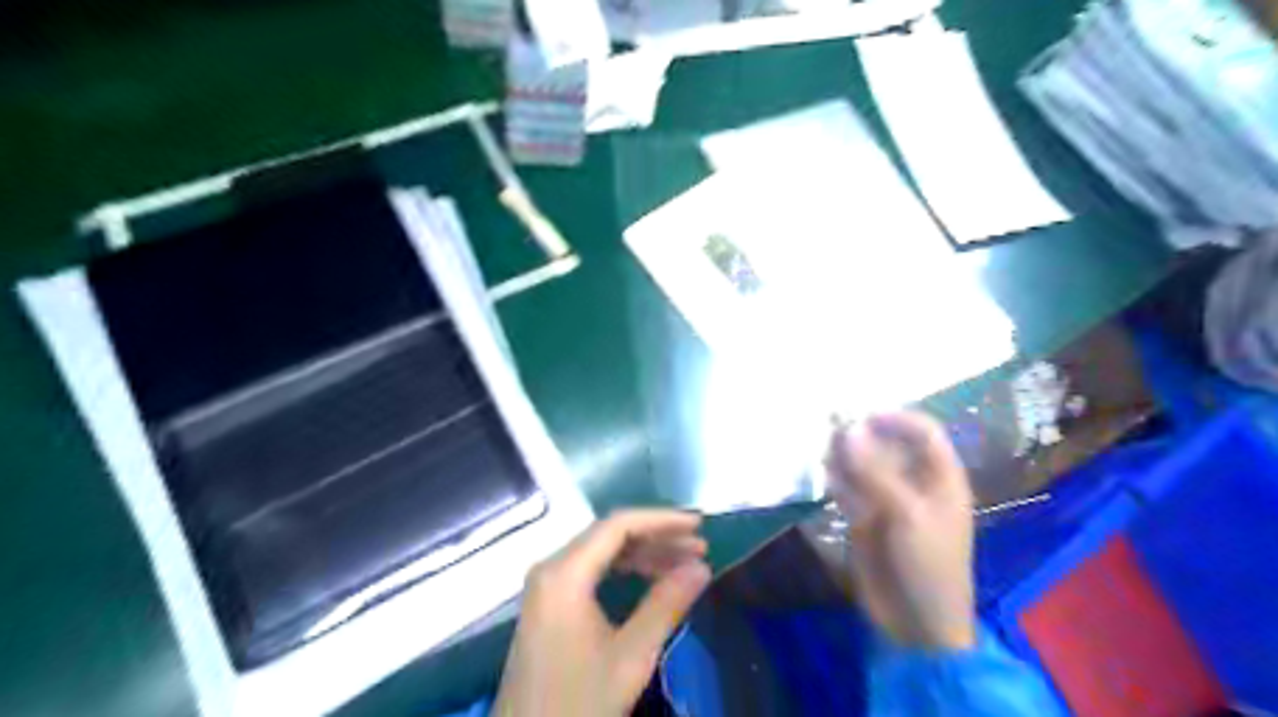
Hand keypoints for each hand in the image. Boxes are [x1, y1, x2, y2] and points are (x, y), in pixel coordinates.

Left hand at [490, 510, 714, 716]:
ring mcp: (547, 586)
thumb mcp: (630, 656)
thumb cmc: (578, 702)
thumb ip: (666, 605)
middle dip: (657, 538)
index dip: (661, 520)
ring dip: (644, 554)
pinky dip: (624, 571)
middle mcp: (551, 568)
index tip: (698, 526)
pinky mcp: (549, 604)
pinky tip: (652, 580)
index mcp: (564, 573)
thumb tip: (702, 568)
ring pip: (601, 553)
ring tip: (685, 564)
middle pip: (609, 535)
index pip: (617, 525)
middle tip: (699, 549)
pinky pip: (591, 571)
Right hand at [830, 409, 979, 650]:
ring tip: (820, 448)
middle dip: (861, 435)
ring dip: (843, 455)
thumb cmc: (928, 564)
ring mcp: (888, 500)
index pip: (923, 432)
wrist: (917, 623)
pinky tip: (821, 473)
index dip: (896, 418)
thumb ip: (875, 472)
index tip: (862, 414)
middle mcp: (914, 483)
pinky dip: (835, 479)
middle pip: (888, 446)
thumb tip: (848, 429)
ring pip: (863, 466)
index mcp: (940, 479)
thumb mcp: (907, 514)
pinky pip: (848, 488)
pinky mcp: (865, 518)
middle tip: (829, 427)